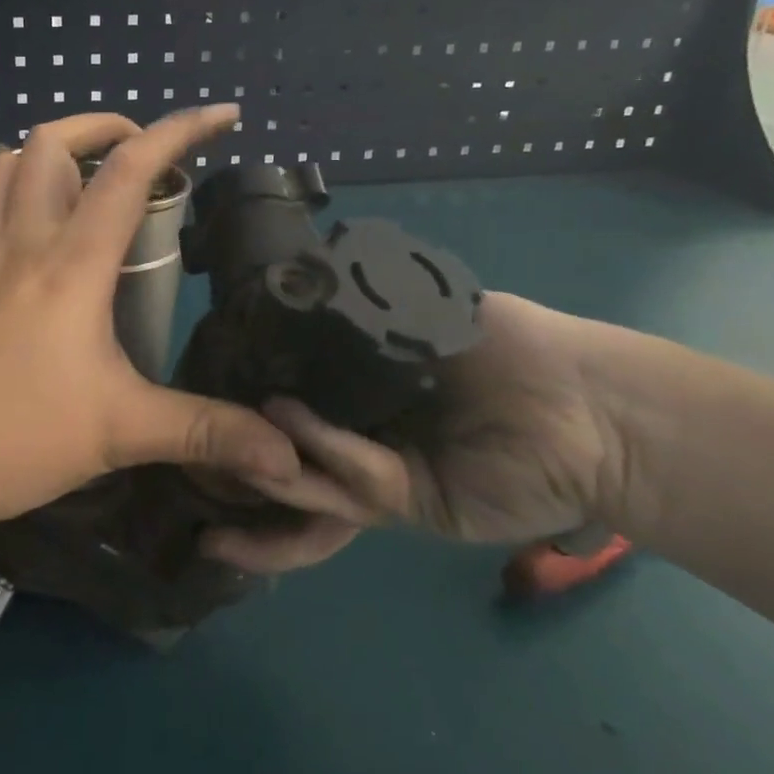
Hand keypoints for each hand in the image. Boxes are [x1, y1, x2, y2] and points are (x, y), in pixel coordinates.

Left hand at [0, 107, 301, 543]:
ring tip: (78, 171)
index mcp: (71, 265)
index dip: (179, 131)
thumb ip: (205, 432)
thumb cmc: (12, 439)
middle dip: (104, 128)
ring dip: (44, 150)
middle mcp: (18, 242)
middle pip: (52, 145)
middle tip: (141, 155)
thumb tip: (288, 458)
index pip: (129, 172)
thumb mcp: (120, 434)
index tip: (221, 116)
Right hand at [202, 293, 627, 572]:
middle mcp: (357, 437)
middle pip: (287, 454)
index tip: (198, 384)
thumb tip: (301, 268)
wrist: (589, 405)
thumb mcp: (427, 310)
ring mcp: (379, 476)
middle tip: (183, 452)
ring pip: (308, 484)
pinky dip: (320, 452)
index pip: (288, 397)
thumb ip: (366, 304)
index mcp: (357, 393)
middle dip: (237, 462)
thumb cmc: (509, 346)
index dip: (244, 397)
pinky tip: (284, 423)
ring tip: (210, 467)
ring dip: (261, 476)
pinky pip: (354, 480)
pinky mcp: (408, 505)